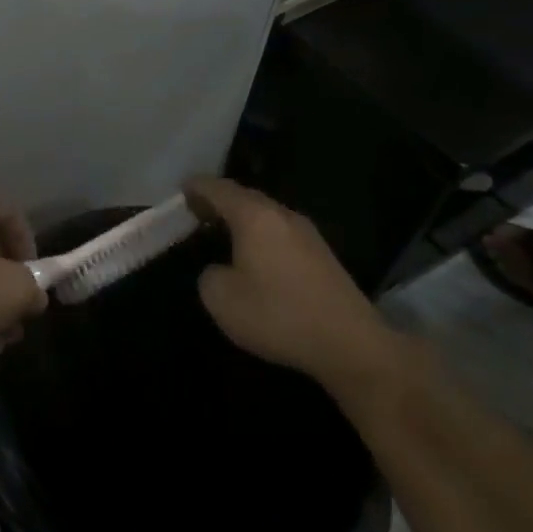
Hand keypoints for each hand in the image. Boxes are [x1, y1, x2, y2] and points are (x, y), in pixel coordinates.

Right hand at [185, 177, 400, 391]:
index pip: (218, 188)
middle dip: (219, 201)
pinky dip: (261, 235)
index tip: (181, 189)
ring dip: (242, 219)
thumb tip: (220, 268)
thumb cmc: (278, 315)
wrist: (350, 344)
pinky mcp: (322, 255)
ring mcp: (307, 233)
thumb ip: (209, 275)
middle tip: (197, 212)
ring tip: (222, 233)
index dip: (196, 187)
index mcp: (254, 216)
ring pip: (265, 215)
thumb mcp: (221, 299)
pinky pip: (281, 232)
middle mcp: (282, 215)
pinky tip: (255, 256)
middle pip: (244, 197)